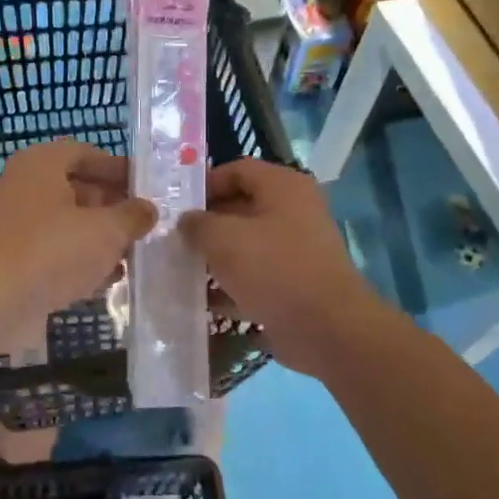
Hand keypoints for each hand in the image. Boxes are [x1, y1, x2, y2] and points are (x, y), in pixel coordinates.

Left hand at [0, 139, 155, 334]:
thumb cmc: (54, 250)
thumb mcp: (107, 230)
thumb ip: (132, 216)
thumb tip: (147, 210)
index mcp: (40, 164)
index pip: (84, 153)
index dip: (117, 168)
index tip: (144, 187)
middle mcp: (21, 186)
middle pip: (74, 187)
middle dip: (110, 205)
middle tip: (141, 223)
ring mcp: (11, 223)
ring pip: (64, 221)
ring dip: (96, 235)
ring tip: (130, 253)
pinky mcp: (9, 258)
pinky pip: (50, 249)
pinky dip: (77, 258)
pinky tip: (104, 278)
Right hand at [180, 158, 382, 374]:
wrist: (325, 329)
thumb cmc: (273, 269)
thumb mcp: (224, 239)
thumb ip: (198, 224)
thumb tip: (186, 221)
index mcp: (283, 187)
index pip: (237, 170)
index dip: (205, 183)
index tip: (177, 206)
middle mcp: (294, 212)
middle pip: (240, 207)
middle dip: (206, 224)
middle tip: (173, 239)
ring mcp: (296, 250)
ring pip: (246, 245)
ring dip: (215, 257)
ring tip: (181, 269)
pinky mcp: (294, 284)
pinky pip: (255, 276)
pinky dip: (231, 285)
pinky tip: (203, 300)